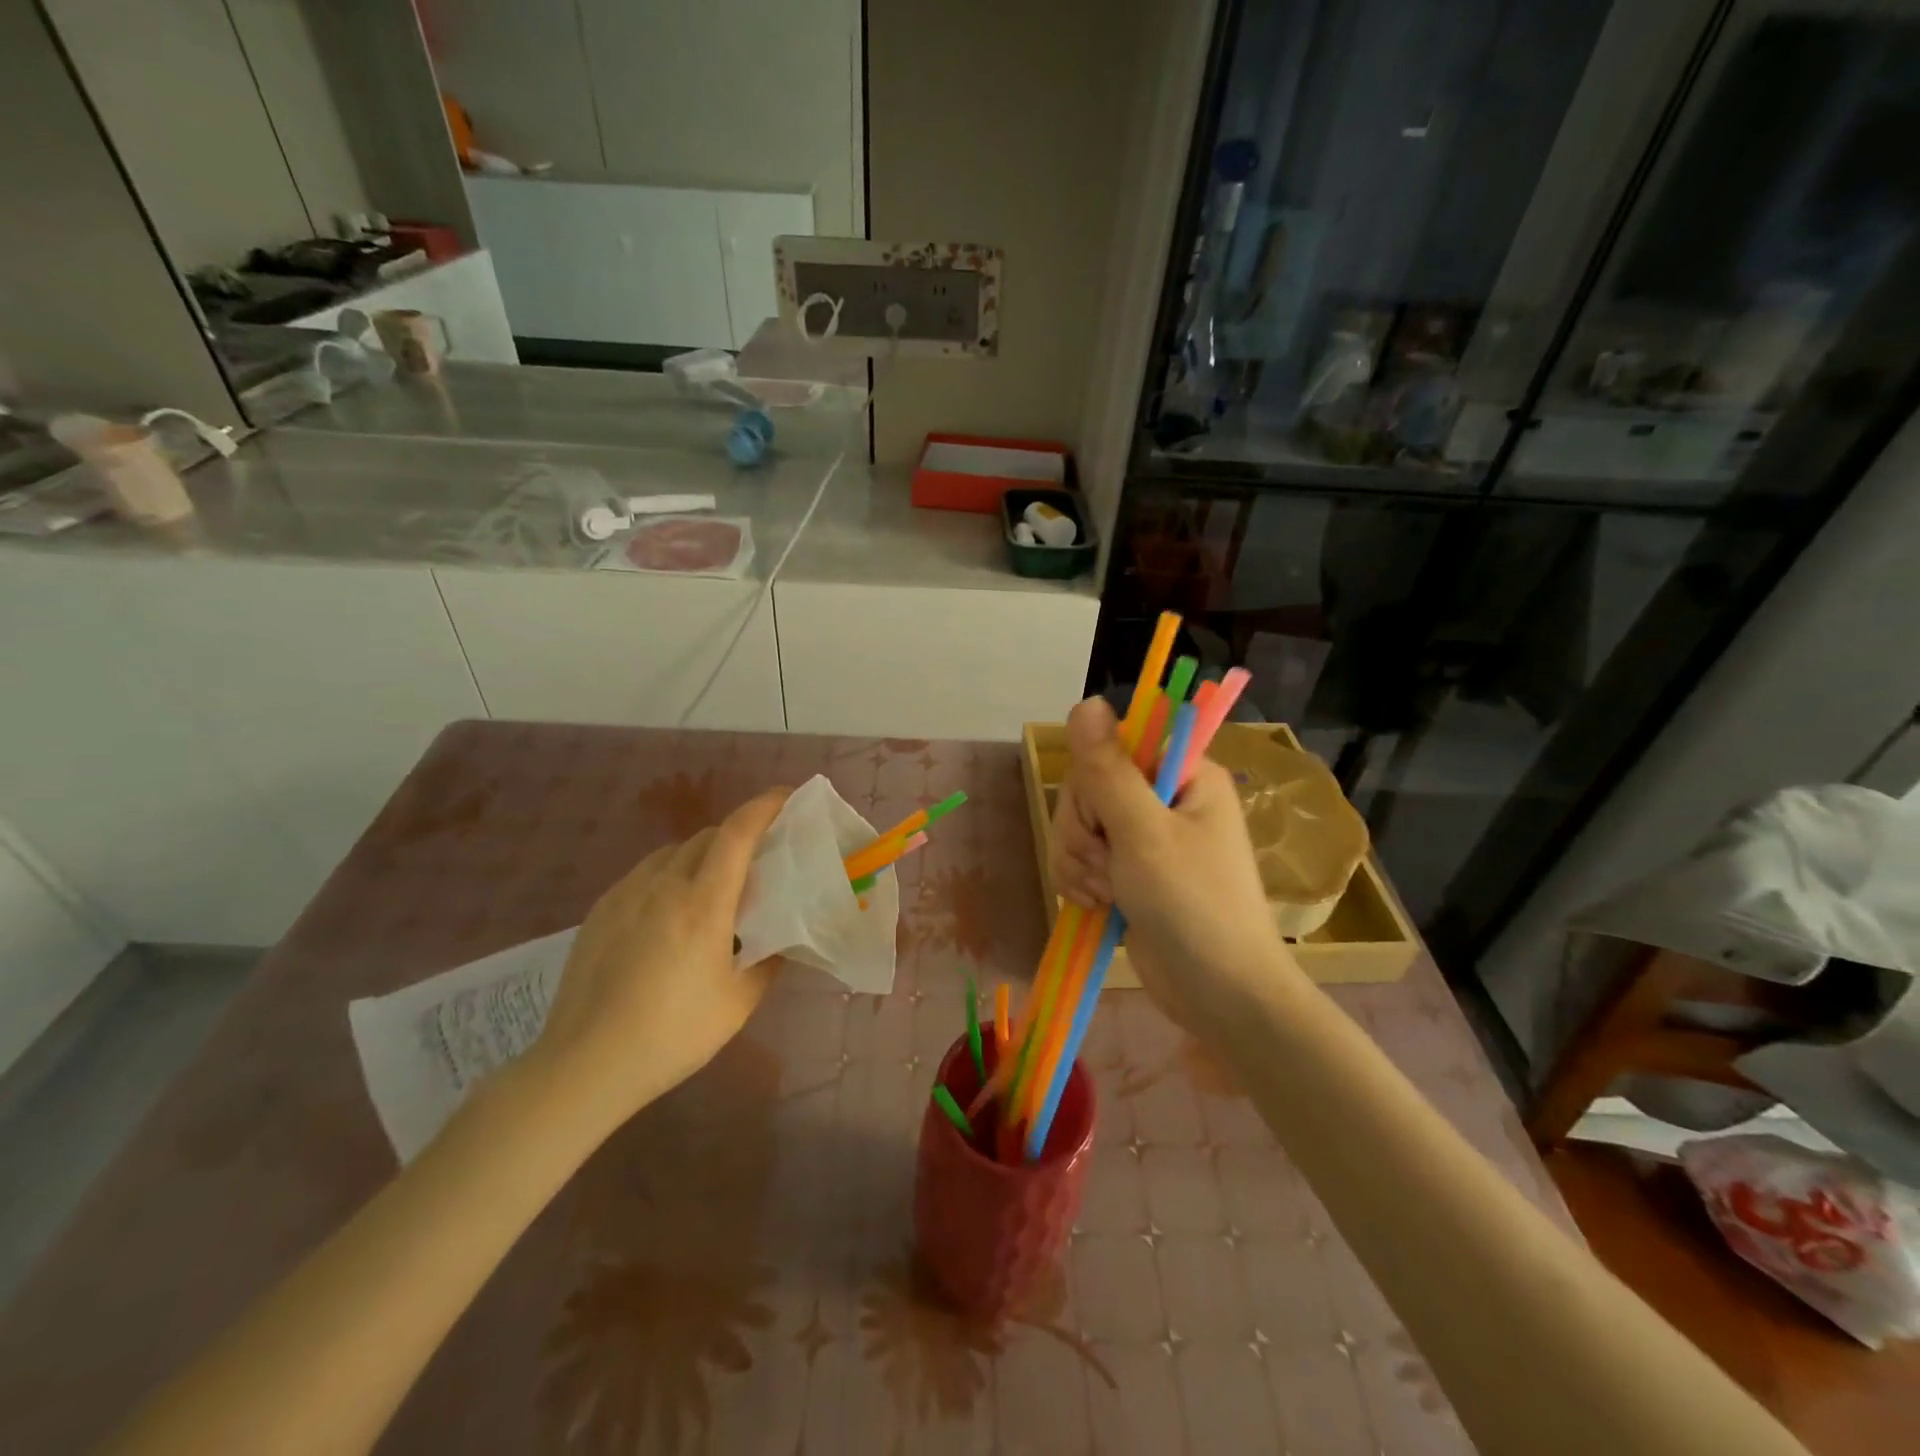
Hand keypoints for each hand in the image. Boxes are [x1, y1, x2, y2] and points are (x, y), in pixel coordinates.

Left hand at [526, 787, 790, 1135]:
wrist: (585, 1064)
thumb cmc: (673, 1034)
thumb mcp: (739, 1002)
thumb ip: (769, 961)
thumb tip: (782, 938)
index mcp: (703, 903)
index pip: (738, 833)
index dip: (765, 806)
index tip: (787, 797)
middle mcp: (663, 884)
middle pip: (708, 836)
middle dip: (739, 835)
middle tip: (759, 861)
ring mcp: (626, 894)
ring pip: (674, 852)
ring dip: (703, 855)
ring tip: (714, 888)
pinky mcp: (601, 909)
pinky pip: (646, 873)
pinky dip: (670, 874)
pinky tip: (670, 912)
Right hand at [1050, 698, 1299, 1028]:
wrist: (1219, 994)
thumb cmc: (1193, 906)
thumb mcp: (1145, 832)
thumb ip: (1109, 769)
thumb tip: (1086, 701)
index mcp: (1182, 774)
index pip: (1113, 746)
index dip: (1095, 780)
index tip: (1105, 817)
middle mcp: (1162, 798)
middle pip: (1087, 788)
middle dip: (1083, 831)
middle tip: (1108, 865)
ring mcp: (1143, 838)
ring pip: (1077, 825)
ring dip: (1079, 861)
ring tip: (1107, 893)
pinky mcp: (1127, 872)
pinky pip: (1080, 858)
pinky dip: (1079, 881)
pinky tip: (1097, 905)